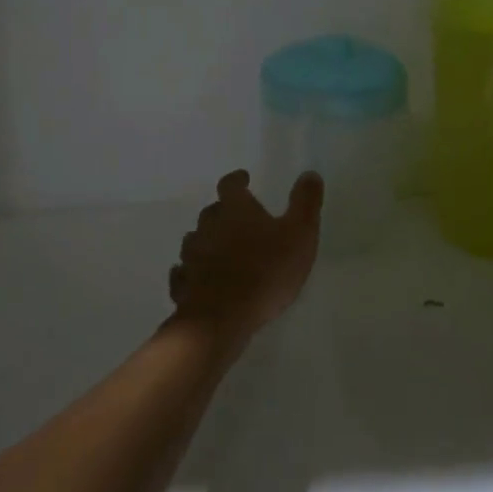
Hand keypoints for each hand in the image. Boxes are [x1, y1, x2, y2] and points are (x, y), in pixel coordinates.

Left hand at [168, 169, 322, 353]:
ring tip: (220, 250)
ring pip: (195, 240)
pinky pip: (184, 273)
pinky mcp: (182, 286)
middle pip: (211, 211)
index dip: (237, 180)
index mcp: (235, 209)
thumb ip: (305, 202)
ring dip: (206, 241)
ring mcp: (191, 256)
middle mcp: (207, 226)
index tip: (244, 179)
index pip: (230, 185)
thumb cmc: (266, 271)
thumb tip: (310, 173)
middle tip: (238, 220)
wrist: (222, 318)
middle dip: (223, 213)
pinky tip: (199, 280)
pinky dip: (191, 272)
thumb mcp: (299, 234)